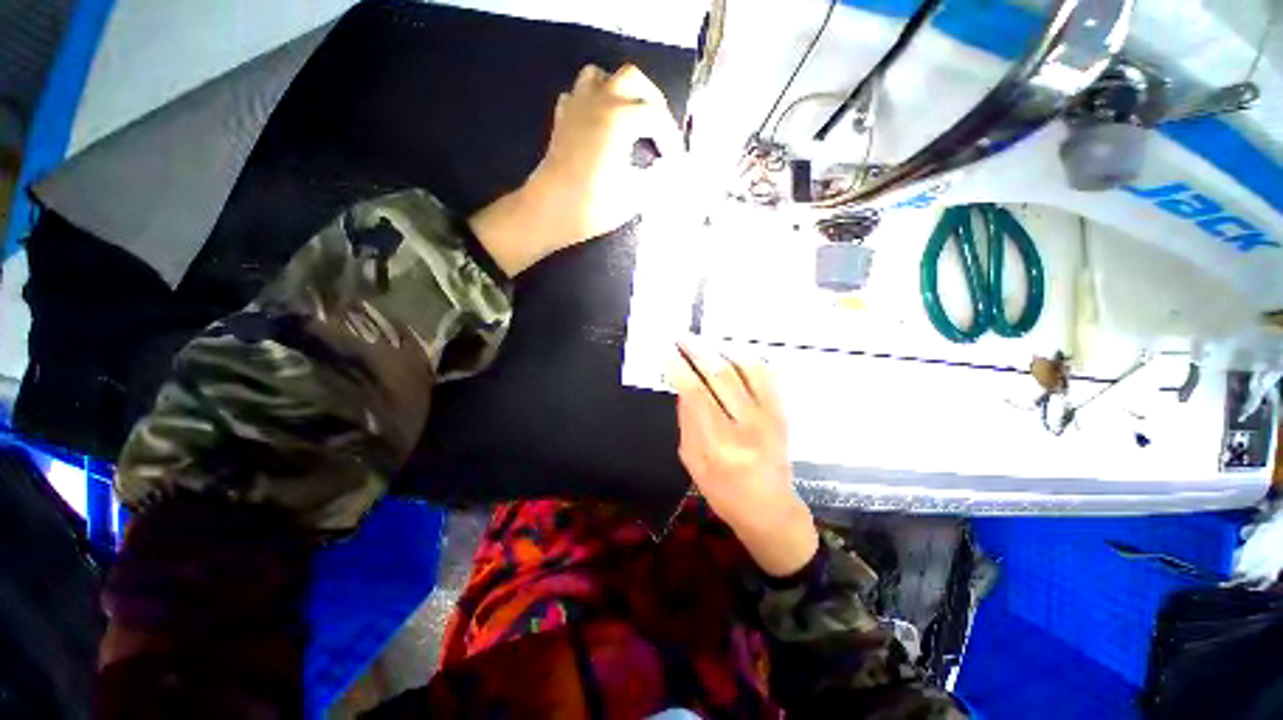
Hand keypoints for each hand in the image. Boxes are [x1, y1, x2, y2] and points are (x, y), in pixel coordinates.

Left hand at [469, 64, 681, 275]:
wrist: (550, 211)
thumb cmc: (594, 205)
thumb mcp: (636, 196)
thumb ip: (658, 179)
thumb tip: (668, 169)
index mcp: (621, 117)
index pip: (656, 116)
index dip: (671, 137)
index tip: (676, 161)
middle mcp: (600, 101)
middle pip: (632, 78)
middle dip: (651, 100)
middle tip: (659, 128)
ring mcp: (577, 106)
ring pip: (600, 76)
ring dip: (620, 90)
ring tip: (630, 117)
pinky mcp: (562, 119)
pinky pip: (578, 95)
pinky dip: (593, 101)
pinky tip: (600, 123)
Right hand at [667, 338, 818, 576]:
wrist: (770, 508)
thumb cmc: (723, 492)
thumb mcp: (693, 461)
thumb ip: (687, 421)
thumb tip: (682, 386)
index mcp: (719, 444)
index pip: (696, 394)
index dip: (680, 369)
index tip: (668, 352)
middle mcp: (747, 426)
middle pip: (721, 375)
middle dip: (698, 350)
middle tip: (682, 336)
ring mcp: (769, 416)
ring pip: (746, 368)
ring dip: (722, 349)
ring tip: (704, 341)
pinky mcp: (781, 412)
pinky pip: (766, 375)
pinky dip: (747, 358)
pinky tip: (731, 352)